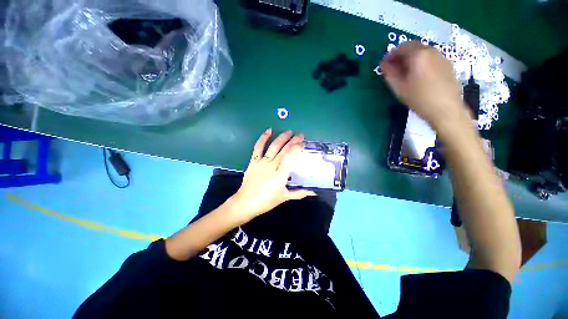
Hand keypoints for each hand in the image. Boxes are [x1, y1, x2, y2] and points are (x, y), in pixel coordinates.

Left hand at [229, 129, 315, 223]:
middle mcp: (272, 164)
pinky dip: (263, 138)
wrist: (246, 202)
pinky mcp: (254, 161)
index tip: (303, 143)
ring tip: (289, 131)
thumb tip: (314, 192)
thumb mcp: (285, 197)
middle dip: (293, 140)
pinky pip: (258, 147)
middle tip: (300, 134)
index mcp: (281, 173)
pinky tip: (269, 131)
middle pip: (284, 149)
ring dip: (281, 138)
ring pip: (273, 146)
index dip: (297, 147)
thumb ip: (300, 193)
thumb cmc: (267, 201)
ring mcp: (262, 162)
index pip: (291, 156)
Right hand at [380, 41, 470, 130]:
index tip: (384, 65)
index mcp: (418, 55)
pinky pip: (430, 57)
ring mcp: (441, 56)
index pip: (401, 47)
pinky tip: (417, 74)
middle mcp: (431, 51)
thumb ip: (390, 73)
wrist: (446, 109)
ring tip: (404, 72)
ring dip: (410, 57)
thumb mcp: (399, 88)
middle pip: (412, 46)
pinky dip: (420, 60)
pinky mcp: (447, 64)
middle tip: (393, 68)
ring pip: (422, 51)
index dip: (390, 55)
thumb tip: (383, 64)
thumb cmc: (419, 99)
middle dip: (400, 54)